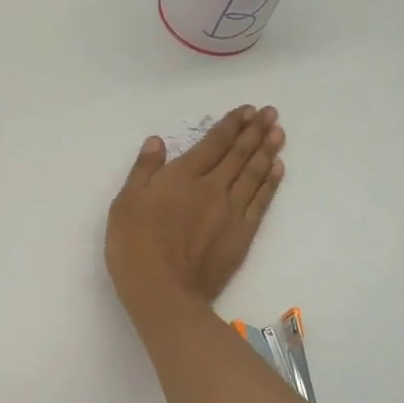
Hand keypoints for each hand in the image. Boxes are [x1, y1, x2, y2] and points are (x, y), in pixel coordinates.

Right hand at [105, 105, 284, 313]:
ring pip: (254, 173)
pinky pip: (261, 201)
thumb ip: (143, 170)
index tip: (246, 111)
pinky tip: (277, 169)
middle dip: (255, 131)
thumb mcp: (125, 203)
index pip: (213, 143)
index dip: (231, 125)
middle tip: (271, 113)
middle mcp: (212, 187)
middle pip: (239, 154)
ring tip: (278, 133)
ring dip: (267, 151)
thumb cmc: (135, 246)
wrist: (163, 291)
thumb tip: (157, 141)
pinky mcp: (242, 234)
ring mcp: (231, 211)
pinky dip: (271, 182)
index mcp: (182, 176)